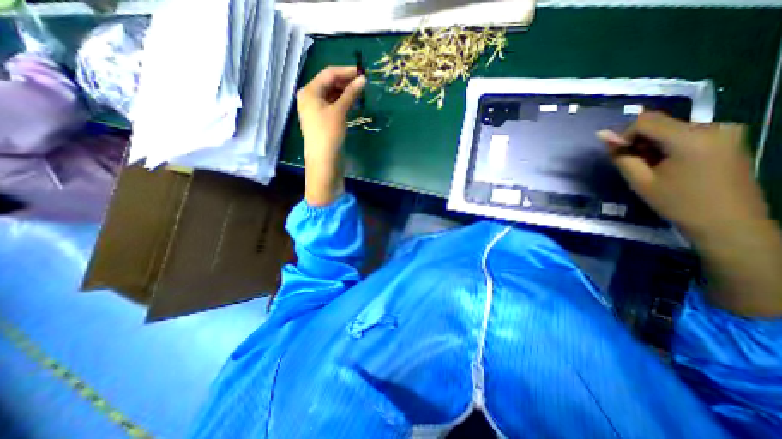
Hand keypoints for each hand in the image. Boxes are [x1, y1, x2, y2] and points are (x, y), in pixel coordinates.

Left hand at [296, 65, 365, 205]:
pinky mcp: (322, 121)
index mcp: (309, 91)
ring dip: (345, 93)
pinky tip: (352, 104)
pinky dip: (342, 103)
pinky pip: (332, 106)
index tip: (363, 73)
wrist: (324, 161)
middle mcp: (310, 98)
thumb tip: (363, 79)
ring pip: (331, 95)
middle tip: (363, 84)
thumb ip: (351, 93)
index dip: (346, 71)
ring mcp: (315, 110)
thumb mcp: (340, 111)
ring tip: (360, 93)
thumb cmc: (329, 133)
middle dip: (346, 82)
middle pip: (329, 83)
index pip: (328, 73)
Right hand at [599, 111, 768, 242]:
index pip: (646, 121)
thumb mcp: (640, 181)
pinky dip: (669, 147)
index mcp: (691, 137)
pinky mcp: (729, 139)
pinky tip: (668, 166)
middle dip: (639, 142)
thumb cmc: (679, 203)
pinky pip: (687, 135)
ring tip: (651, 169)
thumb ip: (621, 156)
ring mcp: (726, 131)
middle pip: (660, 124)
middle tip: (633, 165)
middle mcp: (713, 126)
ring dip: (653, 146)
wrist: (728, 223)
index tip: (618, 155)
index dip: (624, 135)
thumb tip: (602, 135)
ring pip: (672, 130)